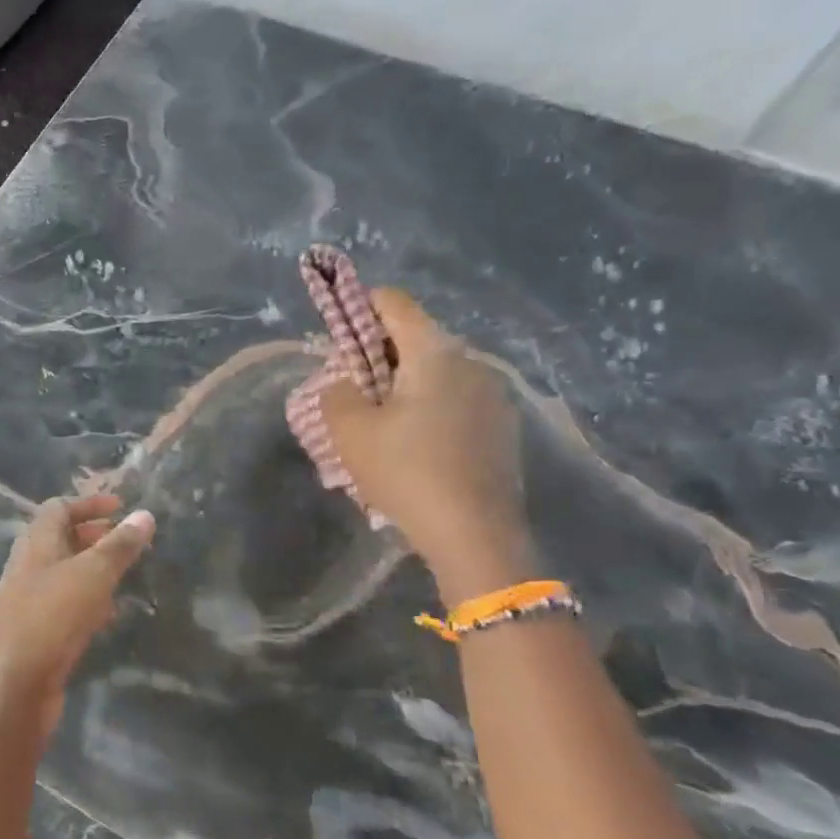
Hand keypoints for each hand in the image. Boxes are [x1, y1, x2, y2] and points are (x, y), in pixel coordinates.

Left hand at [0, 493, 154, 732]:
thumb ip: (119, 546)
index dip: (88, 504)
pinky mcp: (36, 636)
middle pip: (59, 541)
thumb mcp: (91, 574)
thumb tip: (145, 514)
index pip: (58, 508)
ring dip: (91, 571)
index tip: (121, 507)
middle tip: (126, 541)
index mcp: (35, 544)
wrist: (9, 685)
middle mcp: (28, 568)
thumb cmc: (49, 615)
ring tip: (125, 575)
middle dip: (92, 537)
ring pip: (63, 576)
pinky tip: (108, 616)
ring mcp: (29, 603)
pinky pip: (64, 609)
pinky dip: (87, 604)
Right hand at [319, 288, 536, 602]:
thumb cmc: (407, 473)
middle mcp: (471, 363)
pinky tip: (415, 449)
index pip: (394, 303)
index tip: (338, 337)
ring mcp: (494, 396)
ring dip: (404, 386)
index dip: (360, 308)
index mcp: (434, 353)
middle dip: (378, 356)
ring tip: (381, 427)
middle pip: (415, 339)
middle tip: (352, 392)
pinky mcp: (502, 428)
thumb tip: (346, 383)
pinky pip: (456, 400)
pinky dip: (429, 409)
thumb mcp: (350, 432)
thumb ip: (336, 393)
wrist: (477, 536)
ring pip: (436, 372)